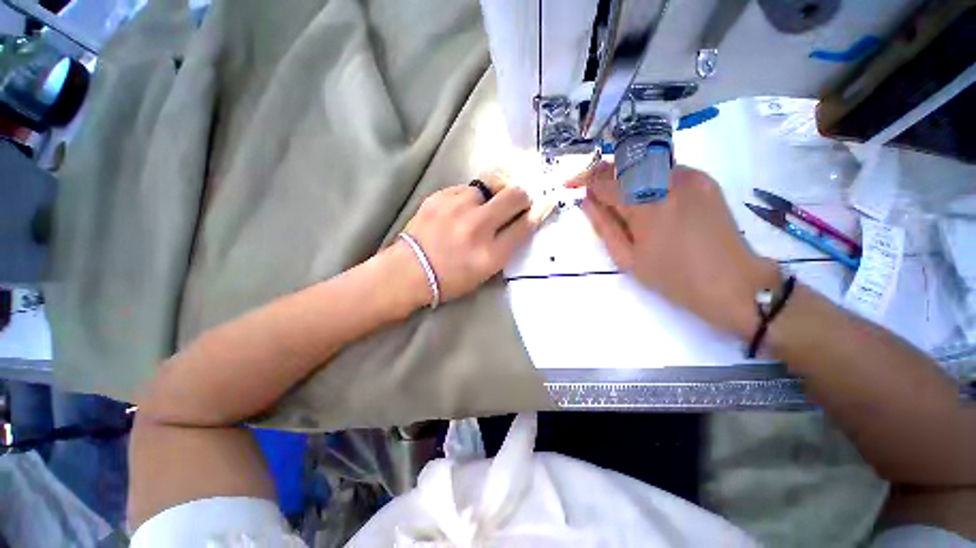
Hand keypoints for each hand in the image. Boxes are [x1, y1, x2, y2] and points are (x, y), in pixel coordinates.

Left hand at [397, 171, 542, 305]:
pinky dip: (471, 197)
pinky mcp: (440, 196)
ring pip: (491, 184)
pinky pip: (467, 188)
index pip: (525, 225)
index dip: (539, 212)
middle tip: (517, 201)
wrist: (408, 271)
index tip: (545, 203)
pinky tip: (460, 210)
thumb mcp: (485, 272)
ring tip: (483, 206)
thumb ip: (506, 246)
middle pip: (515, 196)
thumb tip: (523, 220)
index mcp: (490, 254)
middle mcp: (477, 227)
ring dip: (494, 194)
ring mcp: (457, 208)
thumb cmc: (450, 279)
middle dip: (522, 196)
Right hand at [569, 162, 779, 337]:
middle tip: (592, 188)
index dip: (585, 182)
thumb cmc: (672, 277)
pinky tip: (648, 198)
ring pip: (645, 164)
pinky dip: (648, 178)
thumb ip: (604, 226)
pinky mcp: (704, 179)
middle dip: (603, 173)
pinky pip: (666, 170)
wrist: (731, 282)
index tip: (572, 185)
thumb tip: (586, 202)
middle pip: (625, 164)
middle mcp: (668, 181)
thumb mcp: (627, 258)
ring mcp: (690, 176)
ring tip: (618, 196)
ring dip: (625, 175)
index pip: (606, 182)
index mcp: (646, 205)